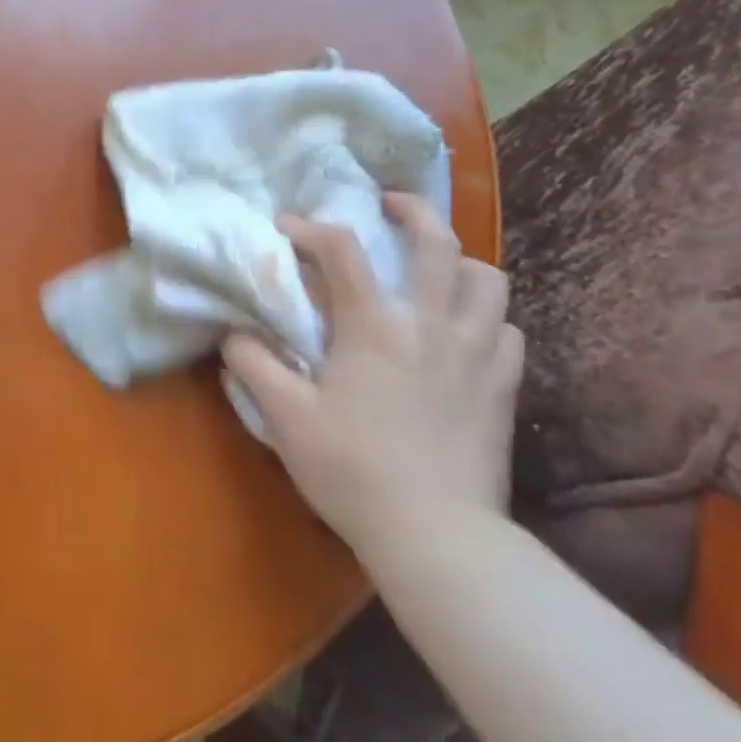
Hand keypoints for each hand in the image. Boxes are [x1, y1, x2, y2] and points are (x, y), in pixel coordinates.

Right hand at [224, 194, 522, 559]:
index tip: (286, 227)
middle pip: (436, 241)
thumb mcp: (284, 417)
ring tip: (433, 270)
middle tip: (388, 205)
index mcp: (374, 326)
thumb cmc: (352, 470)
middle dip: (411, 210)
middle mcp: (431, 323)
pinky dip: (485, 315)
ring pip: (488, 278)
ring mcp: (477, 353)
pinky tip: (464, 330)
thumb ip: (252, 364)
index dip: (309, 228)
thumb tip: (233, 332)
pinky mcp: (503, 386)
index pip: (340, 250)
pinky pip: (507, 328)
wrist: (437, 537)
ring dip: (457, 261)